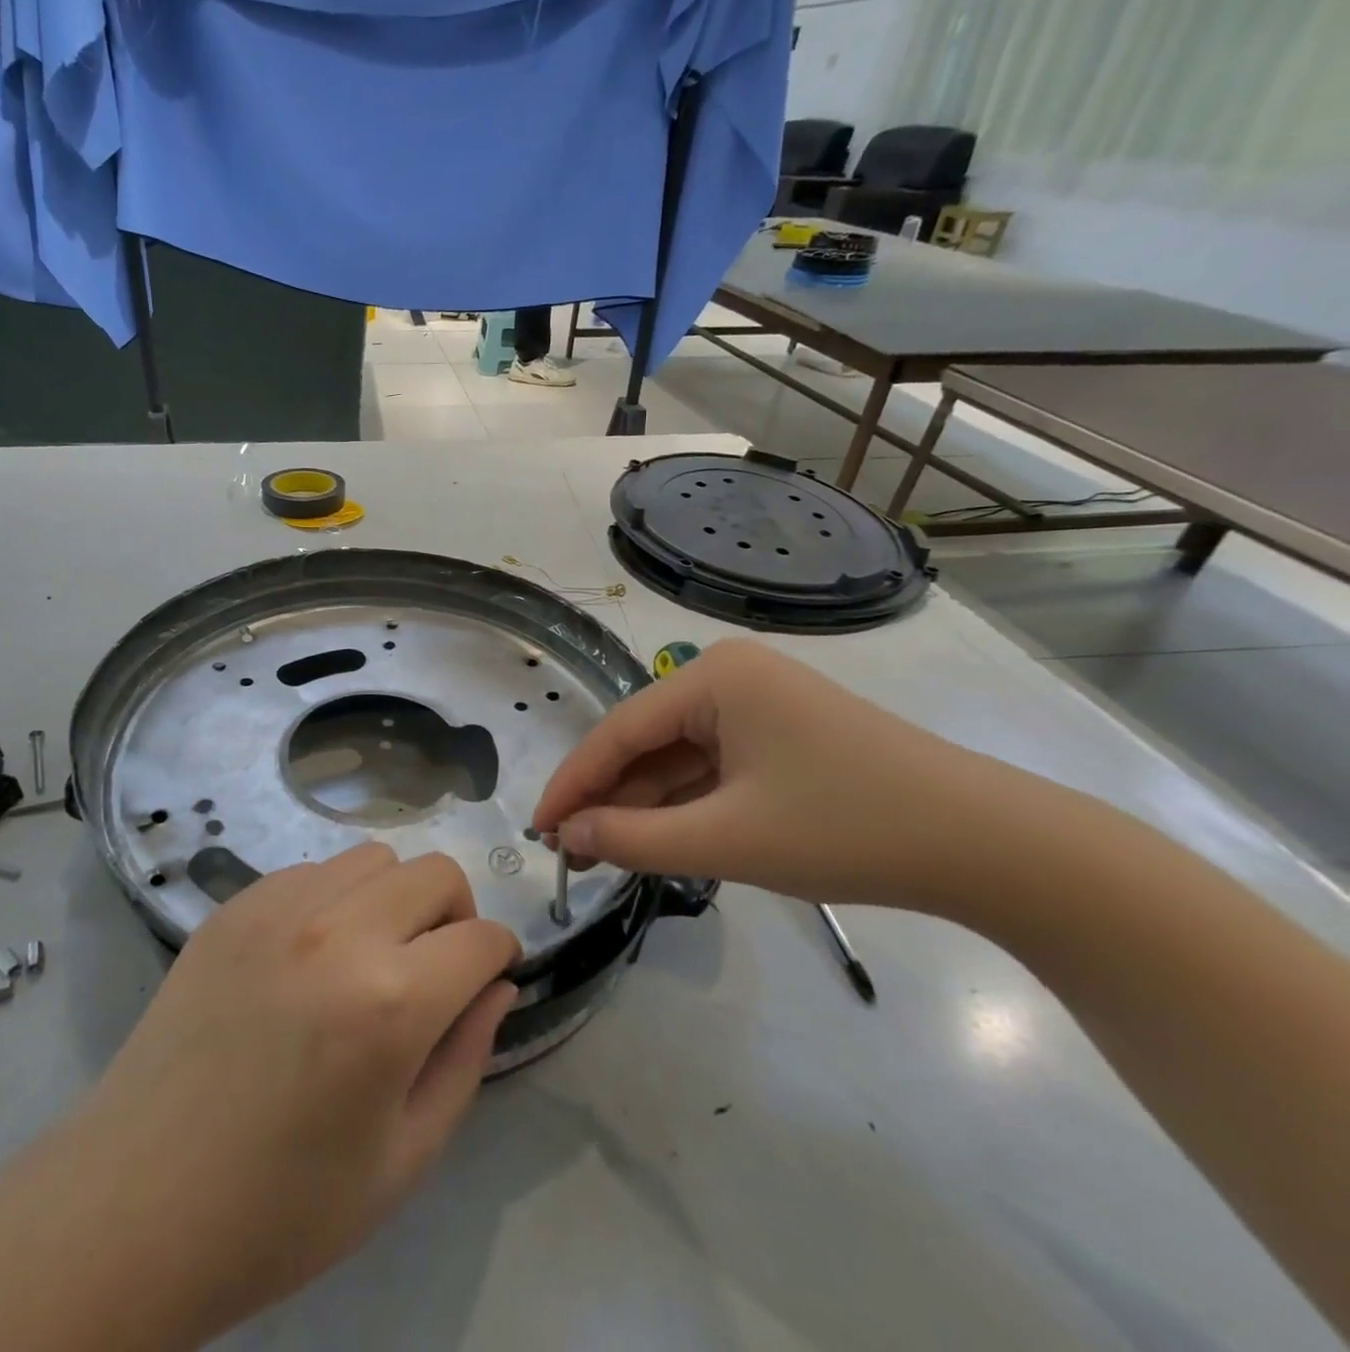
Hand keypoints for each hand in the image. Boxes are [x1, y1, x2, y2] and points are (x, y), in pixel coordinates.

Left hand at [65, 845, 519, 1348]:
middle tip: (434, 967)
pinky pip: (311, 871)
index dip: (500, 957)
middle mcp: (337, 931)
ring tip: (369, 955)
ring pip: (373, 858)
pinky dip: (333, 897)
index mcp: (390, 1002)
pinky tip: (309, 955)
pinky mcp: (233, 907)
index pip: (481, 938)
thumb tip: (497, 985)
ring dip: (393, 897)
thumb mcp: (404, 1158)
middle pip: (434, 872)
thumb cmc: (282, 1205)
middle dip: (455, 914)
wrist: (137, 1203)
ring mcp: (277, 908)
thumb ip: (467, 1057)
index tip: (489, 979)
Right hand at [532, 638, 1029, 911]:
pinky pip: (714, 766)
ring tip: (604, 854)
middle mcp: (730, 676)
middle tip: (570, 850)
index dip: (573, 783)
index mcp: (713, 677)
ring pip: (679, 757)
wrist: (991, 847)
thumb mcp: (727, 839)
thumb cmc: (848, 828)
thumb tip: (569, 835)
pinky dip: (686, 804)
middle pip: (647, 741)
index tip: (539, 829)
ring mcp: (760, 703)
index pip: (619, 731)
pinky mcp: (783, 734)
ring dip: (644, 804)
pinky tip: (659, 838)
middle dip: (608, 797)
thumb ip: (634, 837)